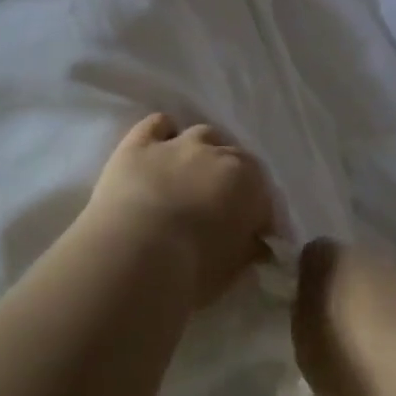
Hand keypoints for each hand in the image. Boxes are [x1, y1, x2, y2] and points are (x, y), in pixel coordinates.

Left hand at [85, 113, 273, 309]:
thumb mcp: (231, 271)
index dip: (258, 215)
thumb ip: (247, 251)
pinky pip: (157, 124)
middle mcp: (217, 153)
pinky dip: (163, 133)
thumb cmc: (190, 271)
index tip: (253, 237)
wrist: (131, 257)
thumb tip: (254, 244)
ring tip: (191, 177)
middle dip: (232, 180)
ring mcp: (177, 144)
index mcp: (247, 183)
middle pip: (235, 158)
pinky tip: (159, 150)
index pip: (263, 195)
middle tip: (220, 208)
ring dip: (203, 152)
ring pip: (202, 134)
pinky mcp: (139, 144)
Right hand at [291, 238, 395, 395]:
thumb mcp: (306, 346)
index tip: (312, 306)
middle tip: (345, 324)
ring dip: (381, 300)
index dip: (312, 278)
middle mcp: (367, 251)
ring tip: (380, 340)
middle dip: (349, 287)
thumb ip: (304, 315)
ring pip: (384, 280)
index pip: (313, 254)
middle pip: (352, 264)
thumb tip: (309, 302)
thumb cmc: (350, 358)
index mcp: (328, 257)